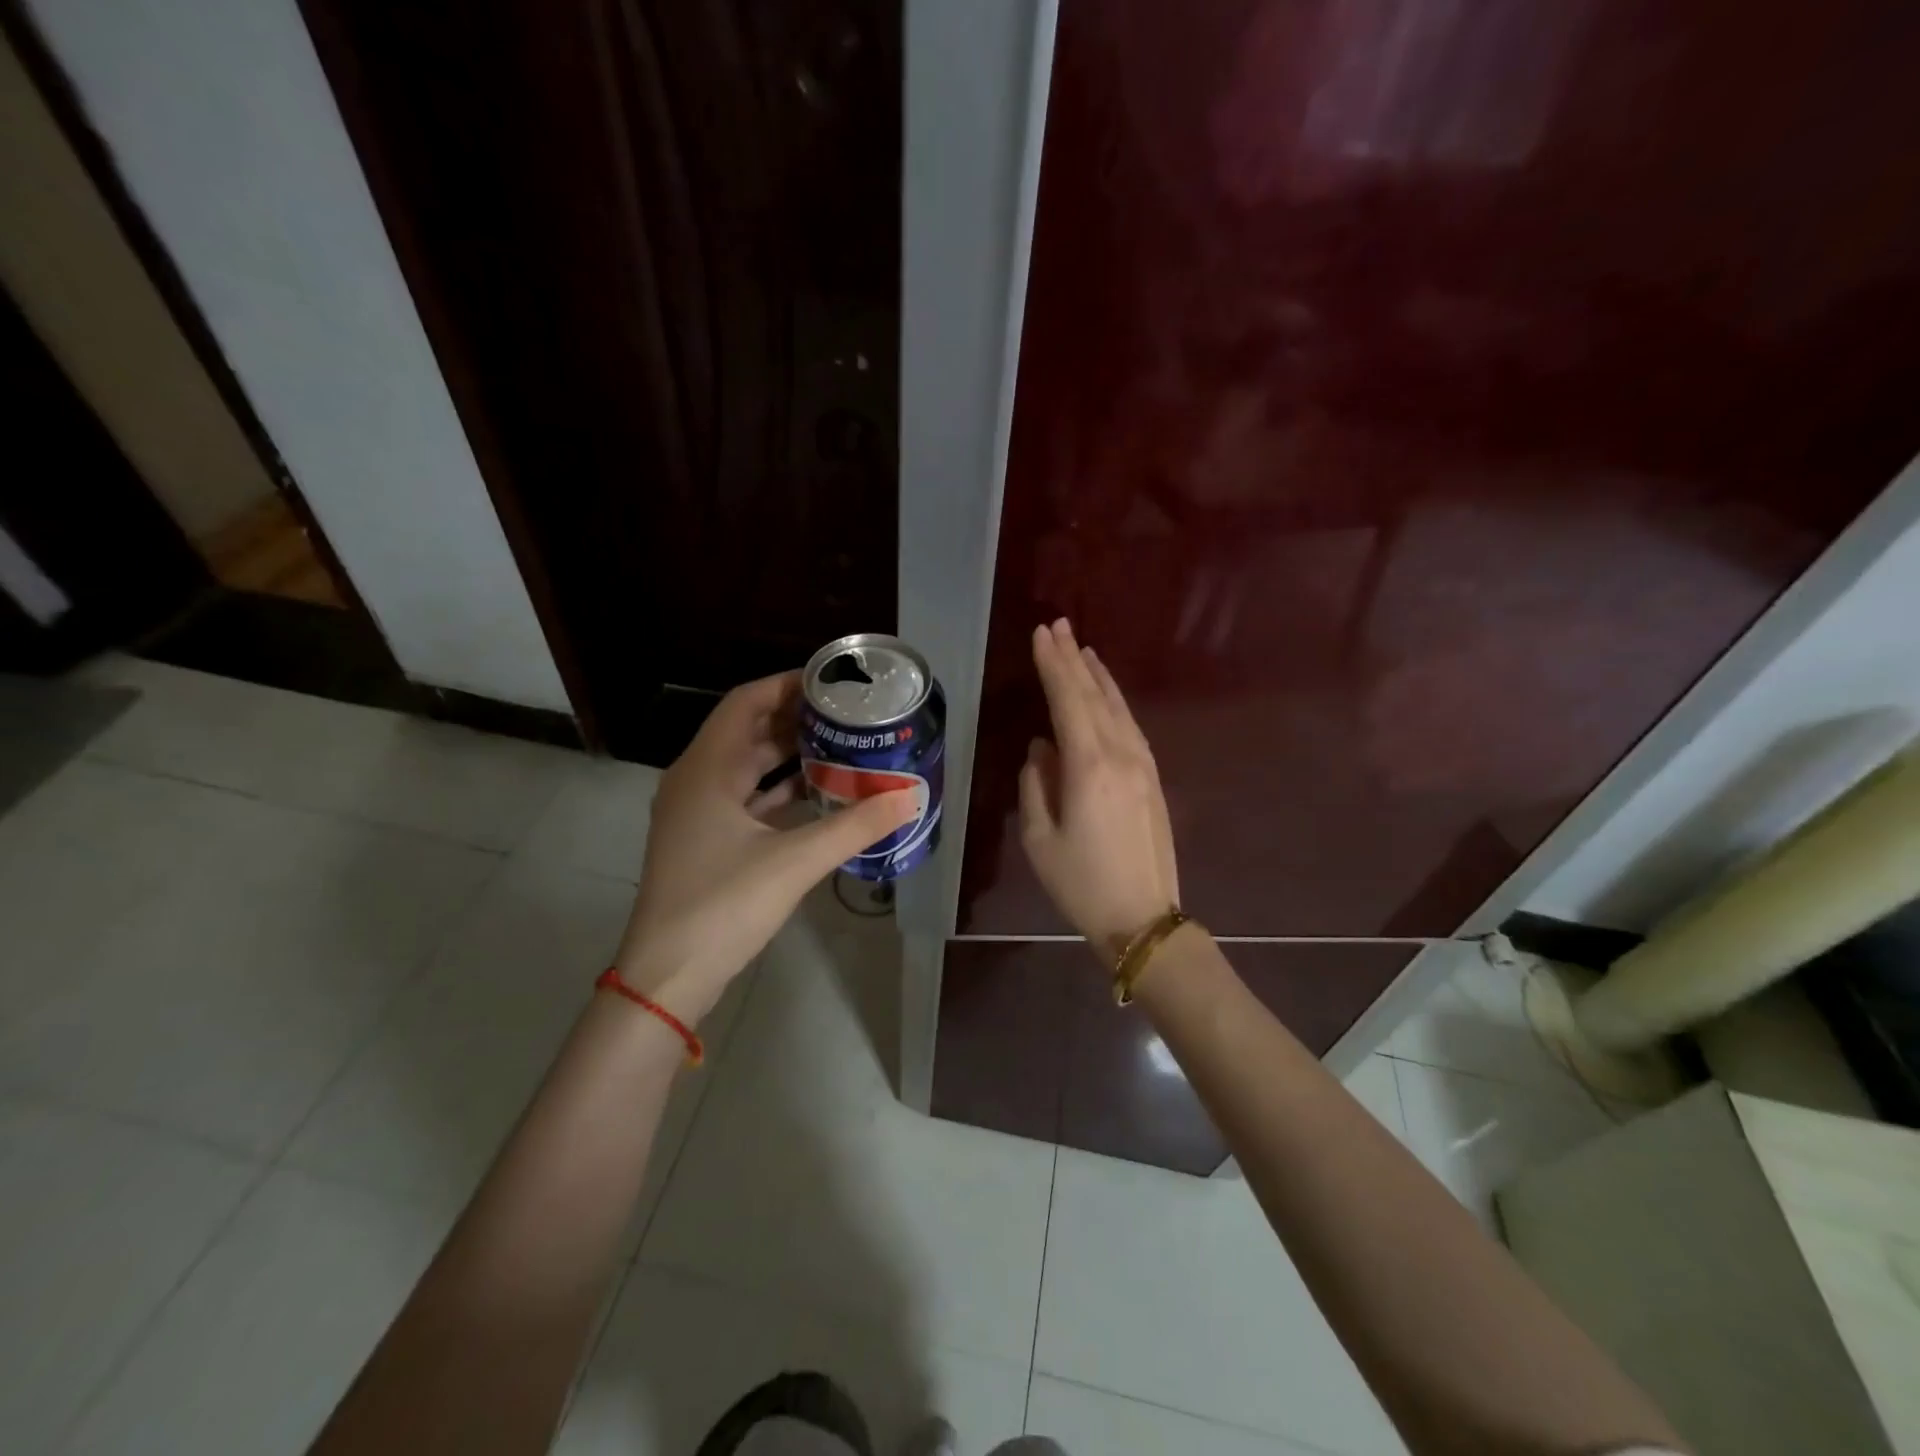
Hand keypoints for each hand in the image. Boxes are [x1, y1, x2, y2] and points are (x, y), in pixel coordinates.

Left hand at [614, 671, 918, 1021]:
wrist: (668, 977)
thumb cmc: (723, 906)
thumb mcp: (794, 862)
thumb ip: (854, 826)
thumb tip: (909, 798)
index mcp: (706, 769)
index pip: (746, 702)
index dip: (787, 685)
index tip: (832, 682)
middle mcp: (696, 780)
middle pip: (747, 731)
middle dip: (795, 718)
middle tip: (846, 713)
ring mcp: (697, 813)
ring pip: (747, 767)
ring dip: (789, 754)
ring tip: (841, 744)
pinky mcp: (706, 841)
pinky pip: (746, 799)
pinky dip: (779, 790)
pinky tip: (818, 793)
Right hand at [1020, 619, 1179, 960]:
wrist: (1143, 918)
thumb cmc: (1080, 883)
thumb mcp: (1039, 837)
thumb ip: (1036, 784)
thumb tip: (1042, 749)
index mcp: (1089, 767)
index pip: (1068, 701)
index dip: (1053, 665)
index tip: (1041, 634)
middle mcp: (1120, 755)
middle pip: (1095, 695)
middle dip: (1073, 659)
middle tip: (1058, 625)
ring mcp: (1143, 764)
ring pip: (1117, 707)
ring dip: (1097, 675)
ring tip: (1080, 648)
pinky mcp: (1152, 778)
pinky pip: (1130, 725)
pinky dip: (1114, 701)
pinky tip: (1106, 693)